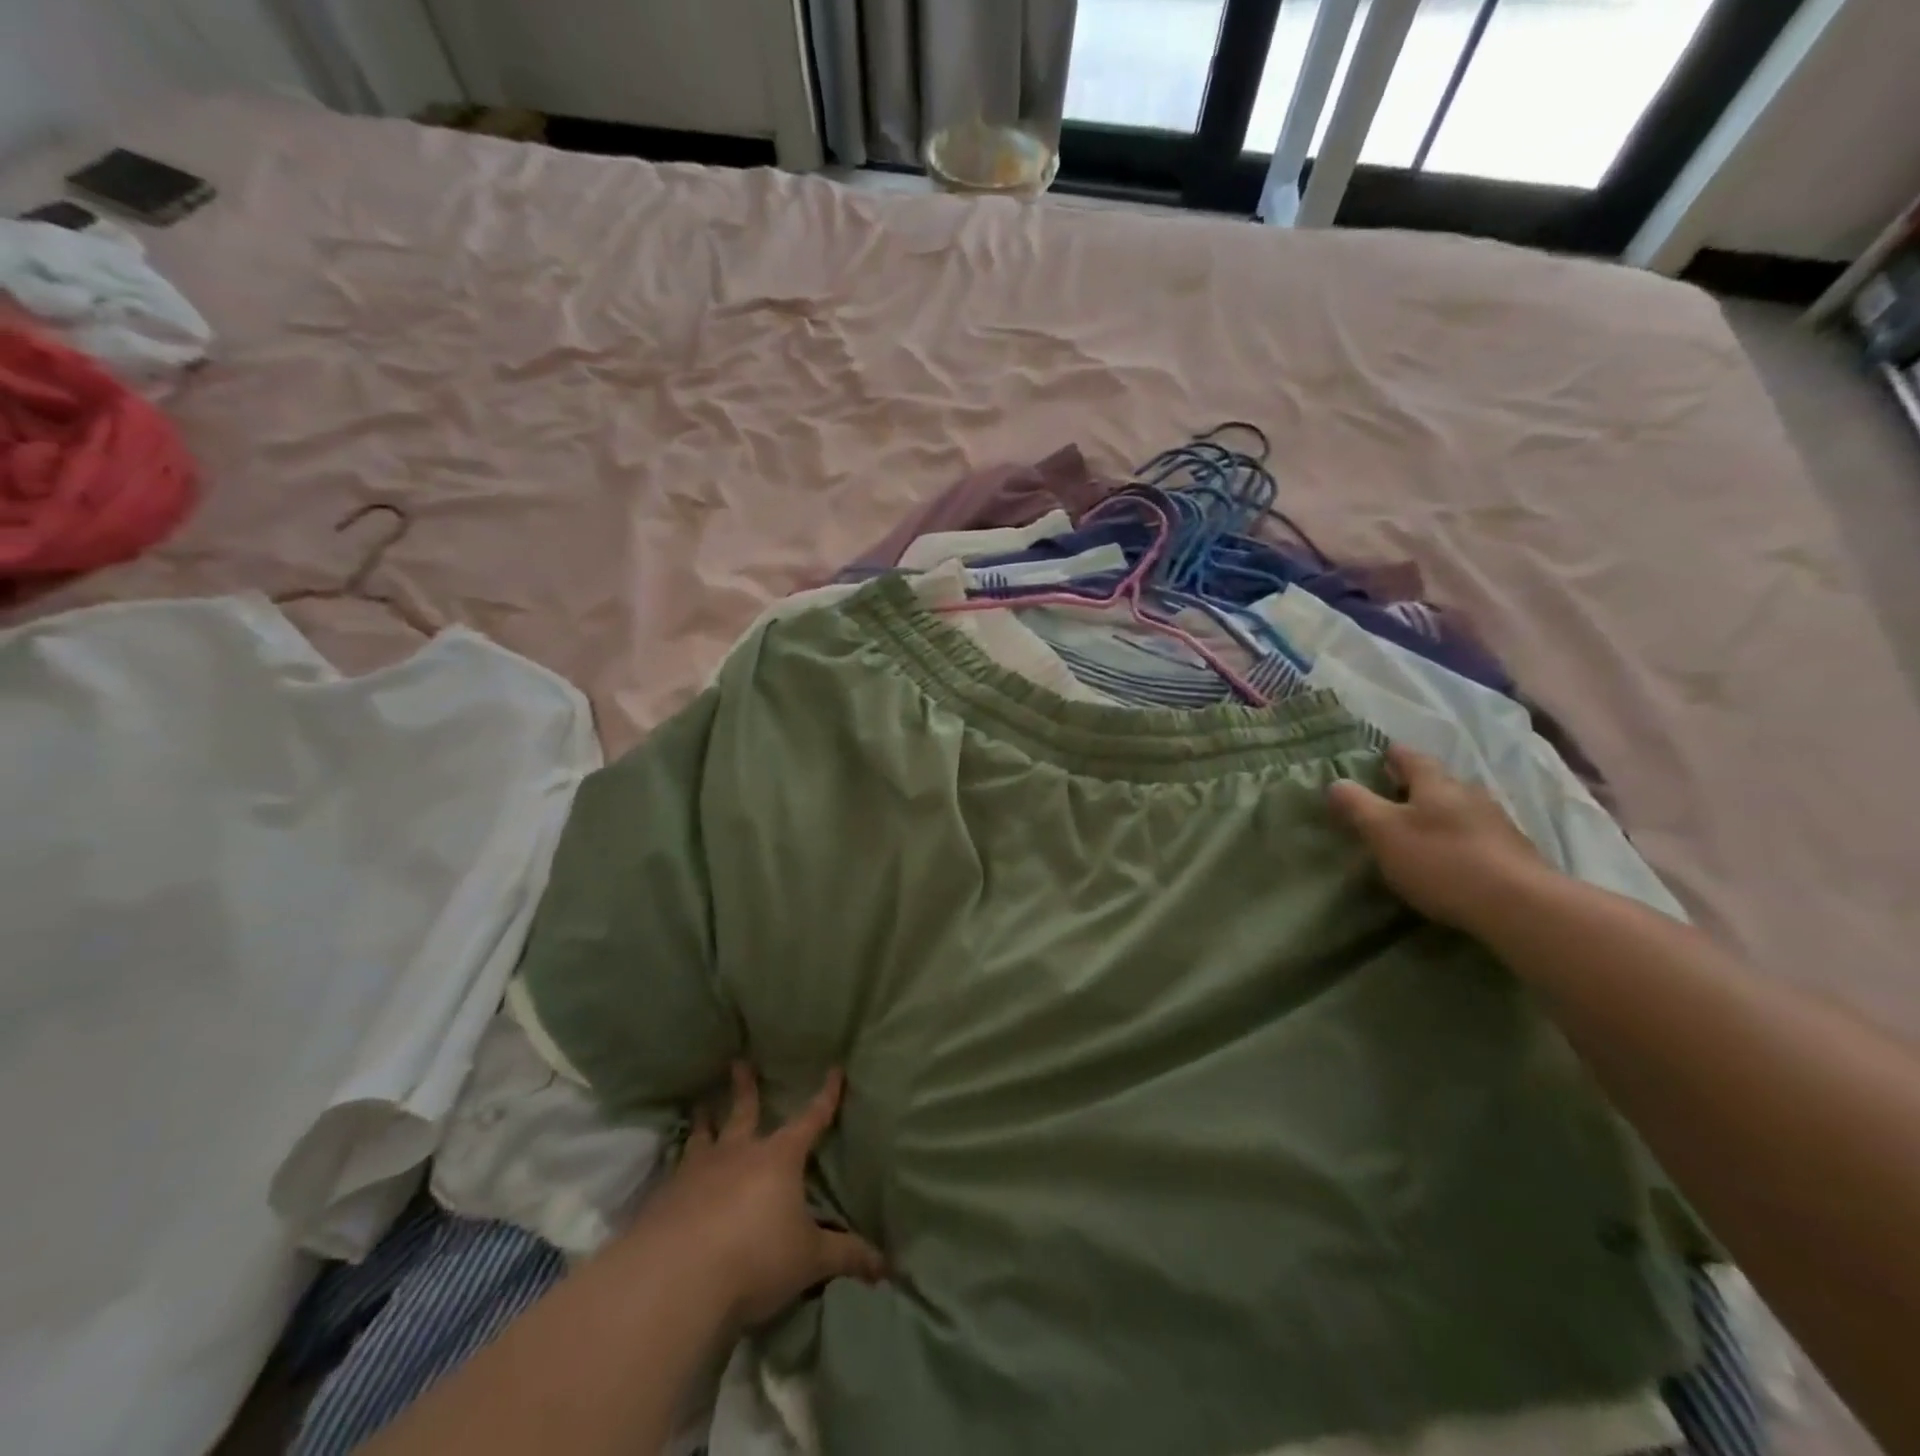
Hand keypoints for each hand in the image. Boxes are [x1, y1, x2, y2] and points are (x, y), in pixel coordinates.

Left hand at [630, 1062, 885, 1329]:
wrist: (676, 1280)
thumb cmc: (756, 1259)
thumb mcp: (809, 1261)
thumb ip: (846, 1257)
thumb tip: (886, 1266)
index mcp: (779, 1159)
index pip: (810, 1120)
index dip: (826, 1097)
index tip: (835, 1070)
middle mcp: (738, 1154)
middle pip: (744, 1112)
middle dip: (745, 1088)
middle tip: (738, 1062)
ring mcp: (697, 1172)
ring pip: (703, 1136)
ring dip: (704, 1120)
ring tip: (701, 1105)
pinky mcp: (664, 1198)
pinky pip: (674, 1172)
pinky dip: (677, 1166)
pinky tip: (672, 1173)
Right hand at [1327, 743, 1552, 938]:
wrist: (1519, 905)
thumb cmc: (1440, 860)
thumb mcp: (1383, 832)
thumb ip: (1356, 806)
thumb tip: (1334, 783)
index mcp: (1436, 784)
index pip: (1411, 757)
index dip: (1393, 755)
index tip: (1381, 756)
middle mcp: (1469, 794)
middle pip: (1439, 782)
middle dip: (1417, 785)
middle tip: (1394, 795)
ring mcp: (1497, 823)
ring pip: (1461, 808)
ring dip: (1441, 813)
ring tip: (1421, 828)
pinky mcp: (1514, 853)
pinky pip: (1478, 834)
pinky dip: (1460, 838)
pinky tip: (1452, 855)